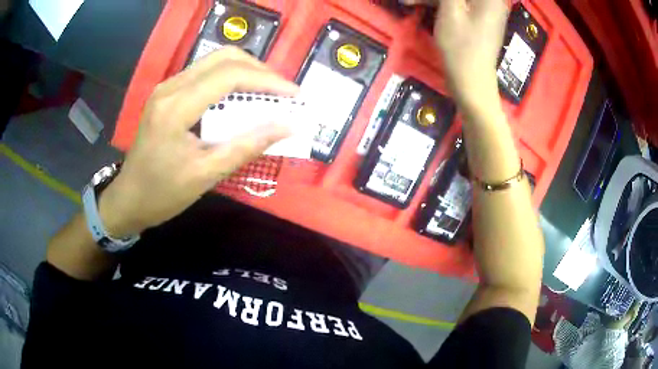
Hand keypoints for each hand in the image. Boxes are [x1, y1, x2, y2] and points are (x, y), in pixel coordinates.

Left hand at [99, 47, 298, 237]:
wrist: (128, 198)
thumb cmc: (163, 194)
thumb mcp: (206, 174)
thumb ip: (247, 146)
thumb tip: (289, 126)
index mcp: (176, 108)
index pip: (229, 76)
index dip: (267, 81)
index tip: (294, 95)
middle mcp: (170, 87)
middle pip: (224, 57)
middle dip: (259, 70)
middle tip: (282, 93)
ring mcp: (167, 87)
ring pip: (215, 61)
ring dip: (246, 72)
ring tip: (267, 94)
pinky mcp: (167, 92)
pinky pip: (204, 73)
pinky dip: (229, 79)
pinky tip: (240, 98)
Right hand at [402, 0, 508, 110]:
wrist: (472, 83)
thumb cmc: (462, 47)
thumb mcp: (451, 10)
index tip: (436, 2)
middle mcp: (490, 0)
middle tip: (413, 0)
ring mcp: (483, 9)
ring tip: (407, 1)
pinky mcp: (476, 17)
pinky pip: (457, 3)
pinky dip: (439, 3)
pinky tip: (416, 4)